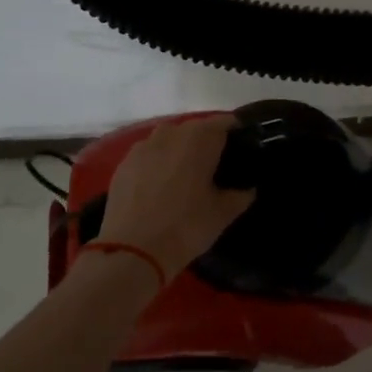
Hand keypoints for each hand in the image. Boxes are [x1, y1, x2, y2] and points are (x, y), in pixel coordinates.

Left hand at [94, 115, 255, 278]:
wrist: (133, 249)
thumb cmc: (186, 226)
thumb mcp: (222, 214)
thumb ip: (240, 196)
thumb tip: (248, 189)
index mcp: (200, 139)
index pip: (224, 123)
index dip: (235, 132)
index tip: (241, 148)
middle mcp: (171, 133)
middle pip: (195, 129)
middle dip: (206, 141)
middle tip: (215, 165)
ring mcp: (143, 146)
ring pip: (168, 138)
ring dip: (180, 149)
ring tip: (186, 173)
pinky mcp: (124, 163)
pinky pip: (148, 154)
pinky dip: (158, 162)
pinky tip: (160, 184)